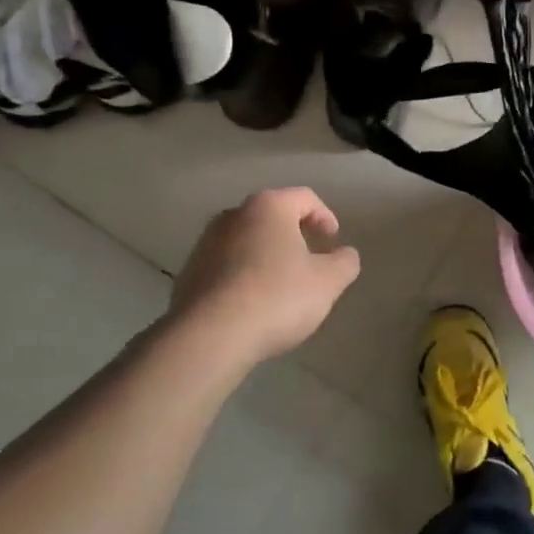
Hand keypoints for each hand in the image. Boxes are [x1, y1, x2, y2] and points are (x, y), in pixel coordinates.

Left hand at [170, 188, 360, 363]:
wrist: (210, 336)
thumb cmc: (278, 297)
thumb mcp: (328, 282)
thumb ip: (344, 262)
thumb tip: (344, 254)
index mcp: (269, 207)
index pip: (304, 198)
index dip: (325, 216)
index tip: (333, 241)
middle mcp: (233, 215)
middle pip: (272, 216)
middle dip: (294, 235)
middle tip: (311, 260)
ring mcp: (205, 243)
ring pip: (247, 240)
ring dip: (267, 255)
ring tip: (282, 285)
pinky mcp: (189, 272)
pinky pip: (226, 265)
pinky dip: (244, 275)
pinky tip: (254, 303)